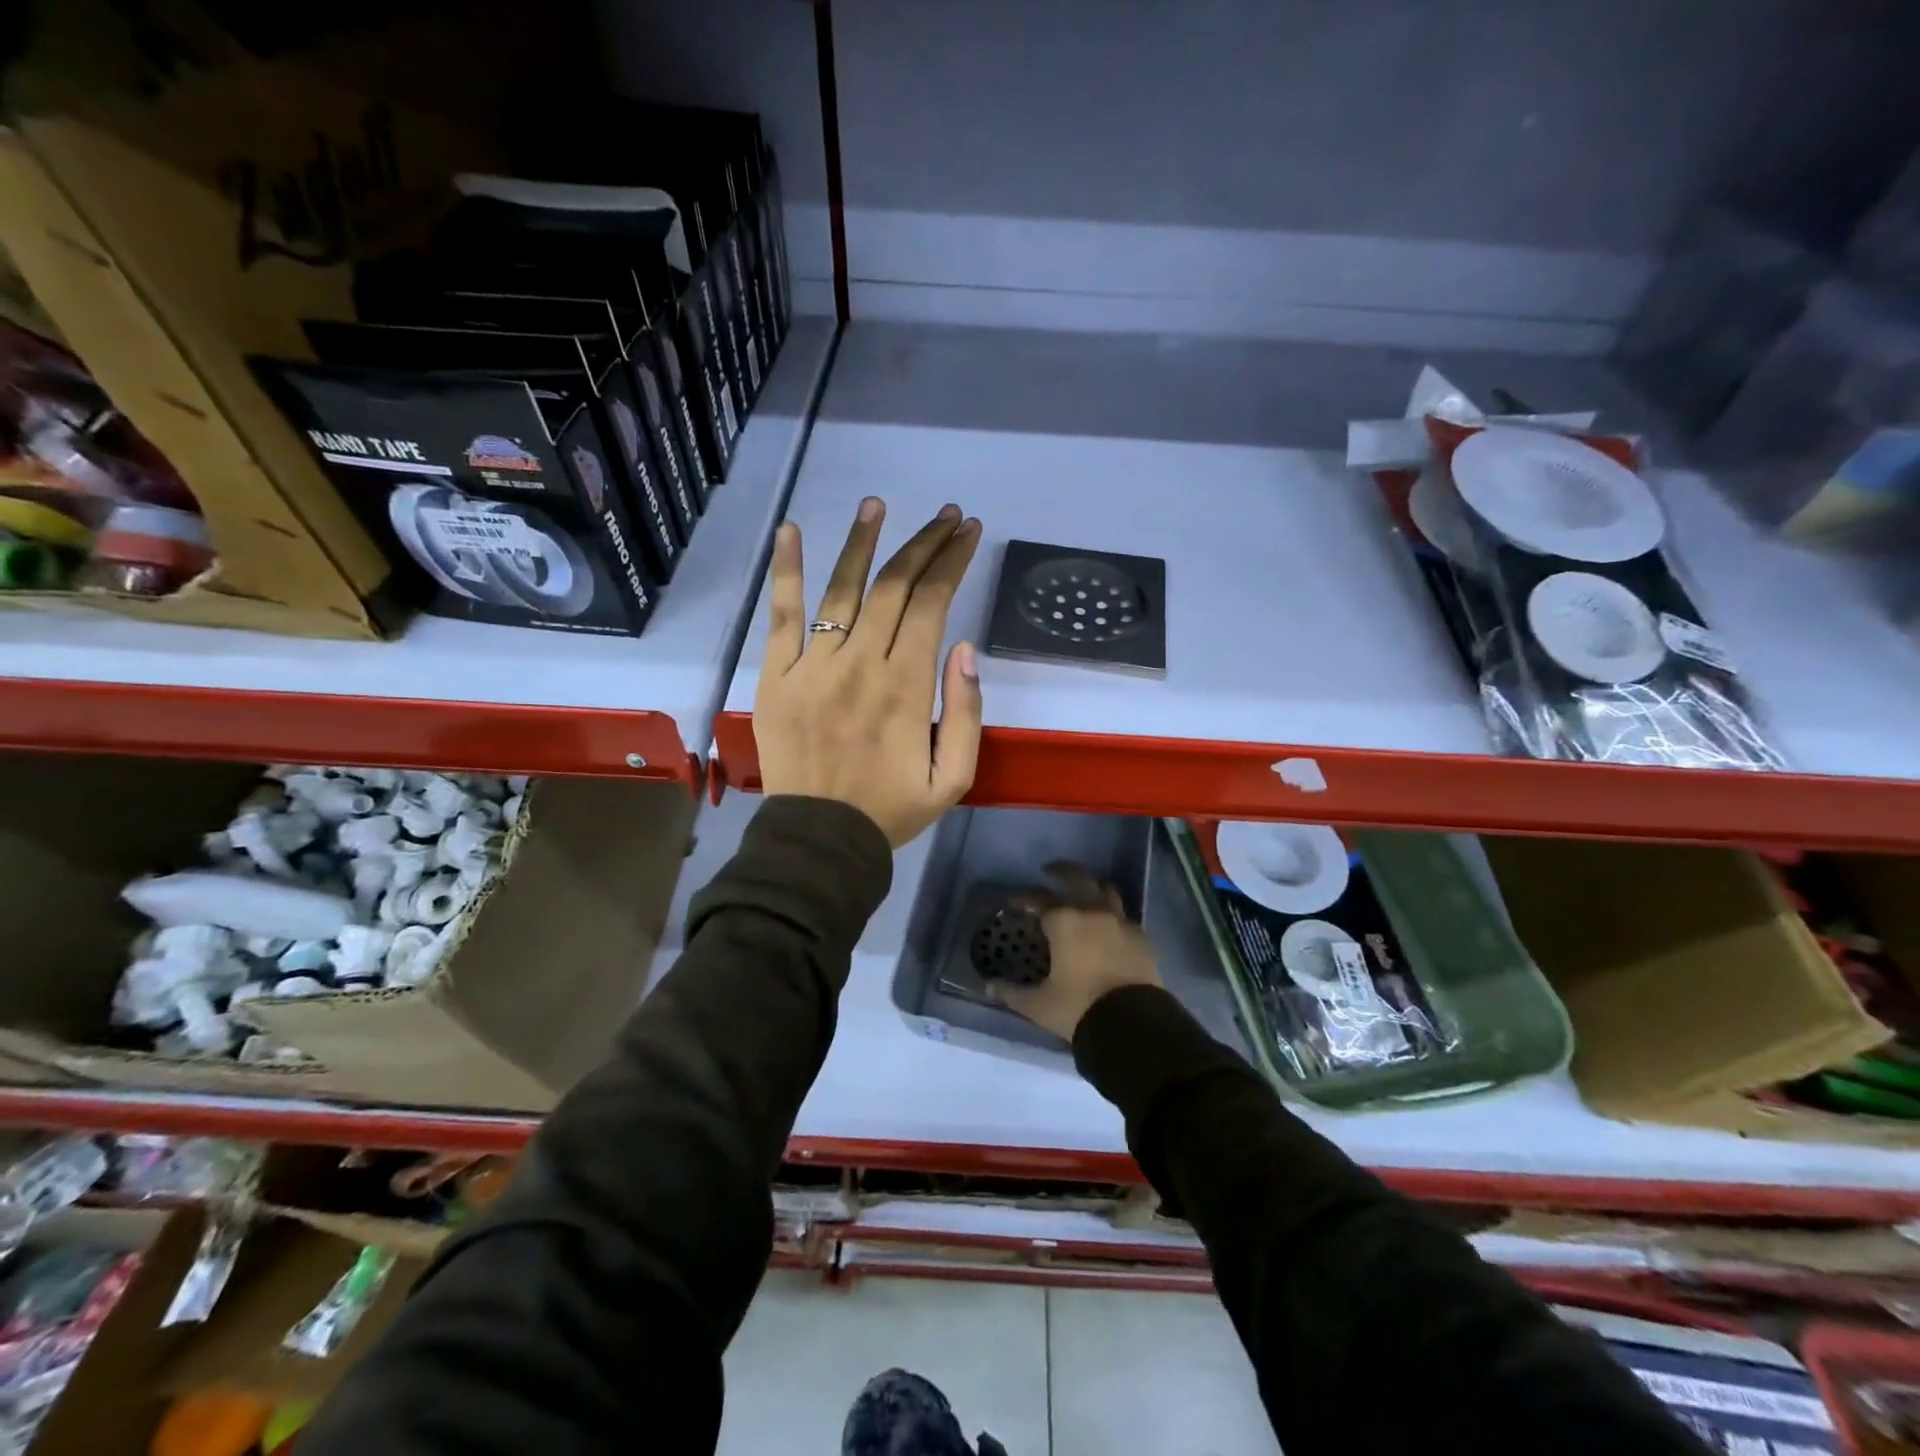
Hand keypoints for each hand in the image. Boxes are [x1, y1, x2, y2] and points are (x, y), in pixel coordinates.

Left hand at [754, 498, 982, 847]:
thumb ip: (966, 713)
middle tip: (946, 516)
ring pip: (843, 589)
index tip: (969, 533)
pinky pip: (782, 616)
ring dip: (863, 542)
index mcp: (906, 687)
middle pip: (895, 587)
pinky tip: (791, 531)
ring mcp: (814, 665)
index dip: (952, 562)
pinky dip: (787, 571)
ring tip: (879, 505)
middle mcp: (861, 663)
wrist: (819, 841)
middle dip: (924, 544)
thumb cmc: (890, 810)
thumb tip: (964, 649)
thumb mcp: (953, 778)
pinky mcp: (777, 675)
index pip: (932, 604)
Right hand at [994, 862, 1162, 1040]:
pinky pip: (1122, 914)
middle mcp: (1092, 911)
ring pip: (1105, 889)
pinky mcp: (1140, 936)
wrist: (1133, 1024)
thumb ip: (1012, 993)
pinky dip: (1110, 911)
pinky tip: (1105, 923)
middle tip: (1049, 871)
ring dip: (1091, 885)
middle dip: (1061, 871)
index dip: (1024, 899)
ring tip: (1082, 890)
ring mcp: (1120, 921)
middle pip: (1077, 877)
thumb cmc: (1078, 1008)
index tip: (1014, 903)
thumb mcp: (1039, 1004)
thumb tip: (988, 986)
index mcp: (1064, 921)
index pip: (1038, 899)